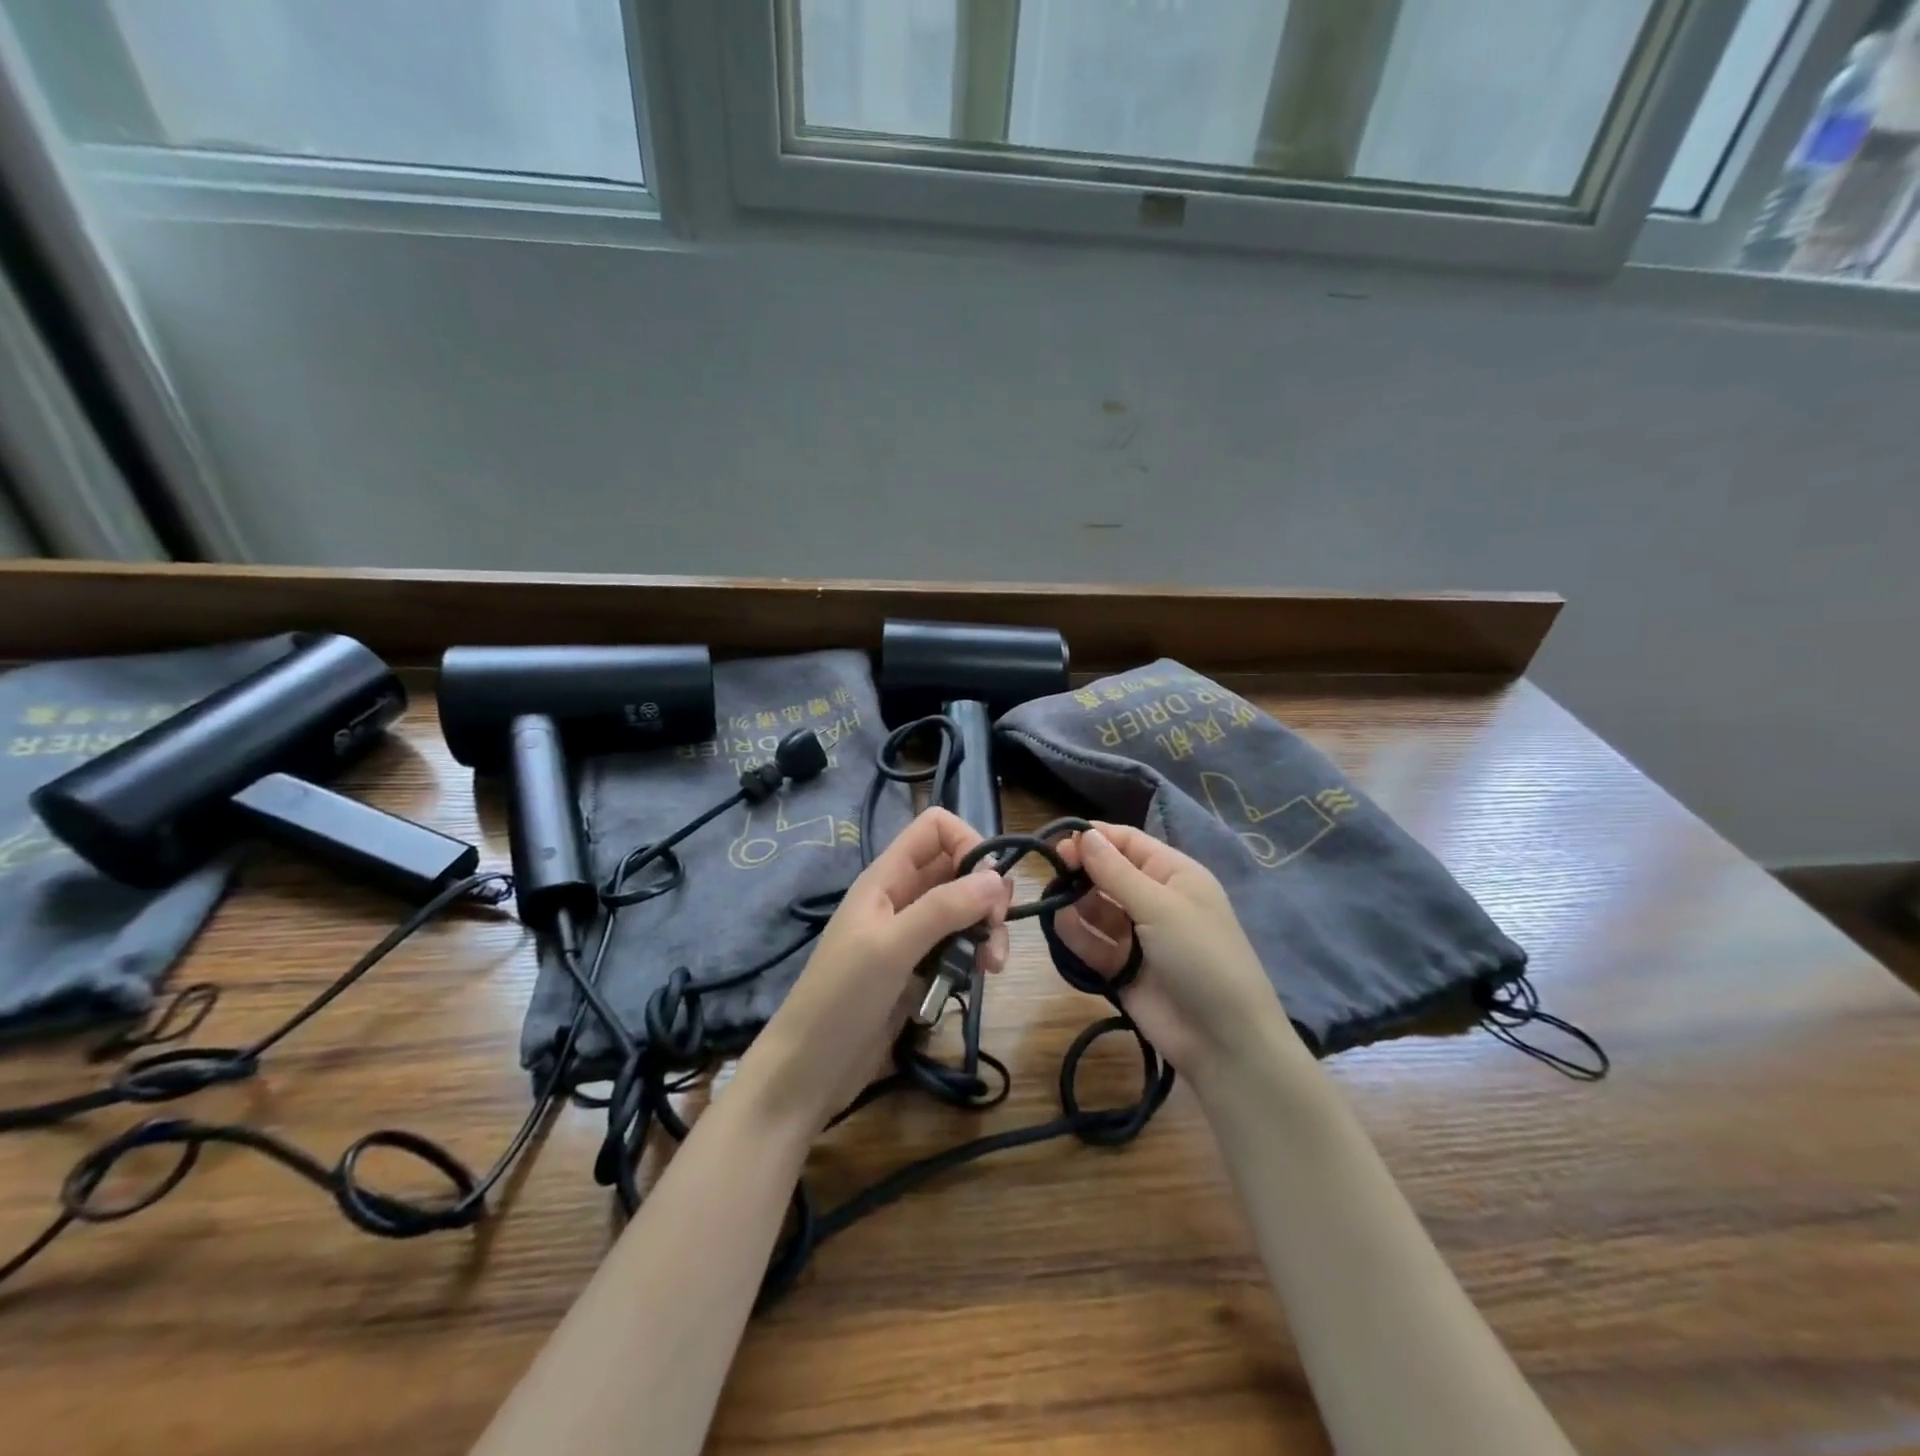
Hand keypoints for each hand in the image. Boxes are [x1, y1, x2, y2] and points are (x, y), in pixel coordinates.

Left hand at [742, 807, 1011, 1135]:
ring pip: (963, 910)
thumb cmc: (841, 998)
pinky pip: (957, 946)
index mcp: (887, 877)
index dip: (968, 843)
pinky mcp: (918, 970)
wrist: (808, 1071)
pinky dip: (973, 956)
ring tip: (992, 967)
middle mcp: (901, 897)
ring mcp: (910, 934)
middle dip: (986, 893)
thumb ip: (944, 908)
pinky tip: (977, 980)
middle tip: (995, 931)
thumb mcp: (892, 947)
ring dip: (985, 930)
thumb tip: (998, 878)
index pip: (936, 828)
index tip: (989, 884)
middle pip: (958, 869)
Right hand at [1054, 822, 1291, 1082]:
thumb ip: (1116, 872)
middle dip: (1081, 870)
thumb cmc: (1200, 957)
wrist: (1223, 1040)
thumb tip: (1085, 834)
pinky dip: (1076, 933)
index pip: (1128, 842)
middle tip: (1054, 873)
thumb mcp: (1161, 907)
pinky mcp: (1120, 967)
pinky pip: (1092, 942)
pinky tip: (1061, 926)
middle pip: (1108, 873)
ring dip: (1075, 902)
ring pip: (1095, 907)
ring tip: (1055, 902)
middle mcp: (1154, 899)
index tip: (1060, 842)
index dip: (1096, 838)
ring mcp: (1136, 935)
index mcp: (1173, 875)